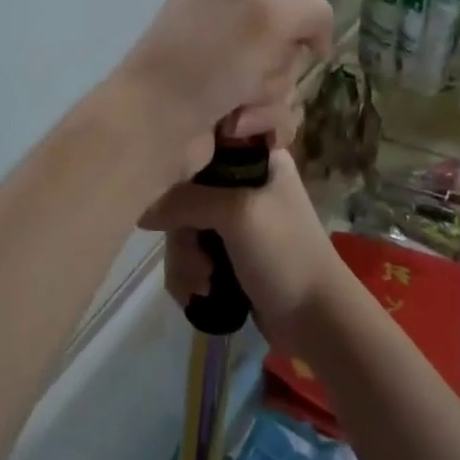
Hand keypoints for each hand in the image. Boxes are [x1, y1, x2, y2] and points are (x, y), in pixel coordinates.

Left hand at [106, 0, 332, 184]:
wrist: (155, 126)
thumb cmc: (208, 61)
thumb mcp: (270, 19)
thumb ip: (313, 13)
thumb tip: (318, 40)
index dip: (293, 22)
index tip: (292, 40)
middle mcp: (219, 20)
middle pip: (287, 44)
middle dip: (276, 70)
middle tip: (248, 77)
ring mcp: (219, 66)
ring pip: (282, 82)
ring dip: (267, 102)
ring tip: (235, 111)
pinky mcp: (223, 105)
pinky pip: (269, 112)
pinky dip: (261, 124)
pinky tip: (240, 130)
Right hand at [140, 151, 351, 358]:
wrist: (317, 320)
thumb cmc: (285, 253)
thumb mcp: (237, 213)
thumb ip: (184, 200)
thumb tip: (142, 211)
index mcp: (257, 159)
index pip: (206, 139)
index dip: (183, 160)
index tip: (173, 187)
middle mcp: (243, 183)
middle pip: (185, 192)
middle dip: (183, 233)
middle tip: (199, 260)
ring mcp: (234, 222)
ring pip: (183, 228)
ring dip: (185, 261)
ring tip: (203, 285)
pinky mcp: (226, 255)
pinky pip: (189, 254)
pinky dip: (189, 275)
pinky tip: (201, 295)